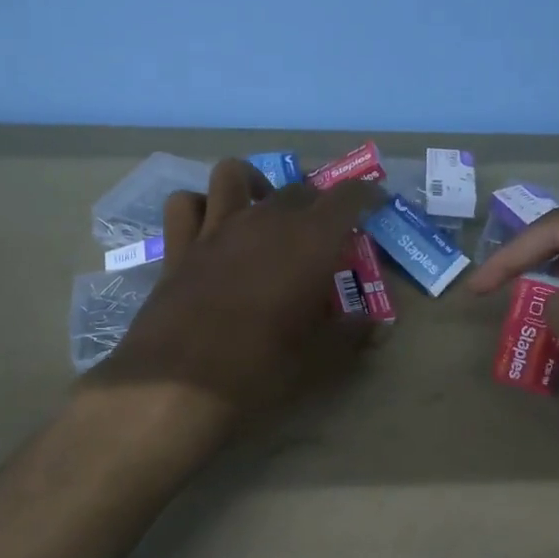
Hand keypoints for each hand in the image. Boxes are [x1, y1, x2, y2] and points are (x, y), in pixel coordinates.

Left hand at [89, 159, 381, 438]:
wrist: (180, 383)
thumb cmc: (262, 366)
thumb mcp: (320, 357)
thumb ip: (353, 334)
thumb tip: (378, 327)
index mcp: (310, 241)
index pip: (347, 197)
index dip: (365, 193)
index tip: (375, 201)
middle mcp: (265, 220)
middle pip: (298, 189)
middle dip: (317, 201)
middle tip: (324, 229)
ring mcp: (217, 228)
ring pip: (234, 174)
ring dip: (254, 183)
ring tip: (263, 208)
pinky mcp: (179, 246)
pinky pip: (186, 204)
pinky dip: (200, 206)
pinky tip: (210, 226)